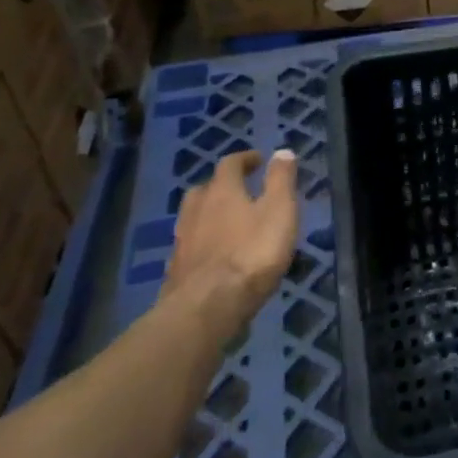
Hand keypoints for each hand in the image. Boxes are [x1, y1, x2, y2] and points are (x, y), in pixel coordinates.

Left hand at [162, 149, 298, 337]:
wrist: (208, 306)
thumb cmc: (252, 252)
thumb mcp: (280, 210)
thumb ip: (281, 180)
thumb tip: (282, 151)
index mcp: (222, 192)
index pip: (230, 164)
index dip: (245, 159)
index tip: (259, 160)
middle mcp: (196, 210)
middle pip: (205, 188)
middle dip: (222, 185)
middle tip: (240, 190)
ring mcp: (182, 241)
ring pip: (193, 217)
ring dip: (209, 213)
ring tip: (228, 222)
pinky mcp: (176, 270)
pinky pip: (190, 245)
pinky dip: (202, 241)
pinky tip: (214, 254)